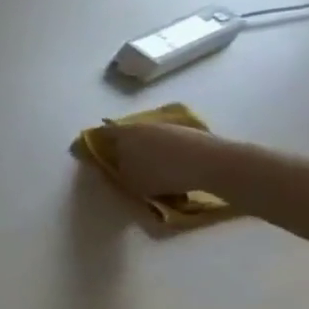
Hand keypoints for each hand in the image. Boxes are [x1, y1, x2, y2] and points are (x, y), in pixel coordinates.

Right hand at [93, 122, 227, 198]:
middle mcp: (143, 125)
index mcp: (122, 134)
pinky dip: (167, 153)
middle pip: (126, 134)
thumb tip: (117, 167)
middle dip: (124, 147)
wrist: (214, 164)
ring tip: (151, 168)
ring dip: (147, 151)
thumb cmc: (162, 173)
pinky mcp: (189, 132)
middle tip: (124, 163)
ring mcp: (168, 127)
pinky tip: (173, 168)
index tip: (95, 154)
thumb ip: (118, 173)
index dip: (95, 143)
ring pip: (150, 138)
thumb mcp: (130, 182)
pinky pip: (170, 143)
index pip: (101, 134)